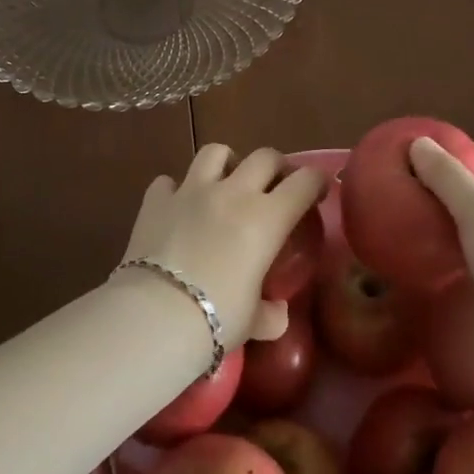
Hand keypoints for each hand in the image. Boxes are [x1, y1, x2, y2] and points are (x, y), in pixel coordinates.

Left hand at [120, 145, 328, 346]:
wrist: (156, 315)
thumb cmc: (217, 317)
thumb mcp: (254, 322)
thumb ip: (270, 314)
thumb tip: (276, 314)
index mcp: (267, 218)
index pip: (305, 181)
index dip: (316, 181)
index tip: (317, 192)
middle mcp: (233, 193)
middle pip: (265, 156)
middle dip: (276, 167)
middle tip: (275, 186)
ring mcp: (191, 191)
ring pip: (215, 152)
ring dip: (227, 162)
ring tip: (225, 182)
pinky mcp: (156, 200)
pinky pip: (168, 182)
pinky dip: (175, 190)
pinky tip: (177, 207)